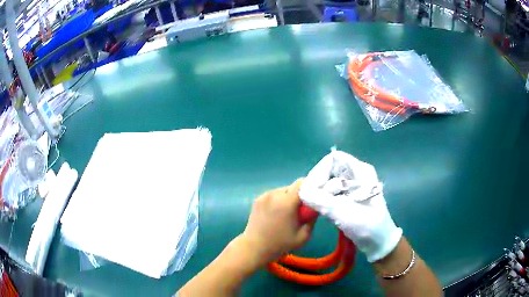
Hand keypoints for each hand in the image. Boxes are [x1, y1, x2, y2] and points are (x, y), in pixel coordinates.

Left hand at [240, 179, 314, 265]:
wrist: (254, 247)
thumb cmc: (280, 244)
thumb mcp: (303, 236)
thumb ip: (312, 219)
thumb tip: (316, 207)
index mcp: (286, 202)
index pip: (301, 183)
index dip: (310, 187)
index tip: (314, 197)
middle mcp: (274, 195)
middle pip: (292, 187)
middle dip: (299, 195)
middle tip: (301, 209)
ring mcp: (264, 196)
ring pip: (283, 190)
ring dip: (288, 198)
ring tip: (287, 213)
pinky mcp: (258, 199)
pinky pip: (274, 195)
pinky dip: (278, 200)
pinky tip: (276, 214)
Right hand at [299, 150, 402, 262]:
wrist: (379, 243)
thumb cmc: (367, 226)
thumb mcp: (343, 212)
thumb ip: (320, 200)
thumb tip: (302, 191)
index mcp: (360, 171)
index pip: (333, 159)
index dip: (320, 171)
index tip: (313, 190)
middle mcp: (356, 174)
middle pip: (330, 169)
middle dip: (320, 183)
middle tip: (316, 200)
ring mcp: (353, 186)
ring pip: (329, 181)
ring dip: (321, 193)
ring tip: (320, 206)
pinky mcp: (349, 197)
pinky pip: (331, 192)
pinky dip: (325, 199)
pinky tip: (324, 210)